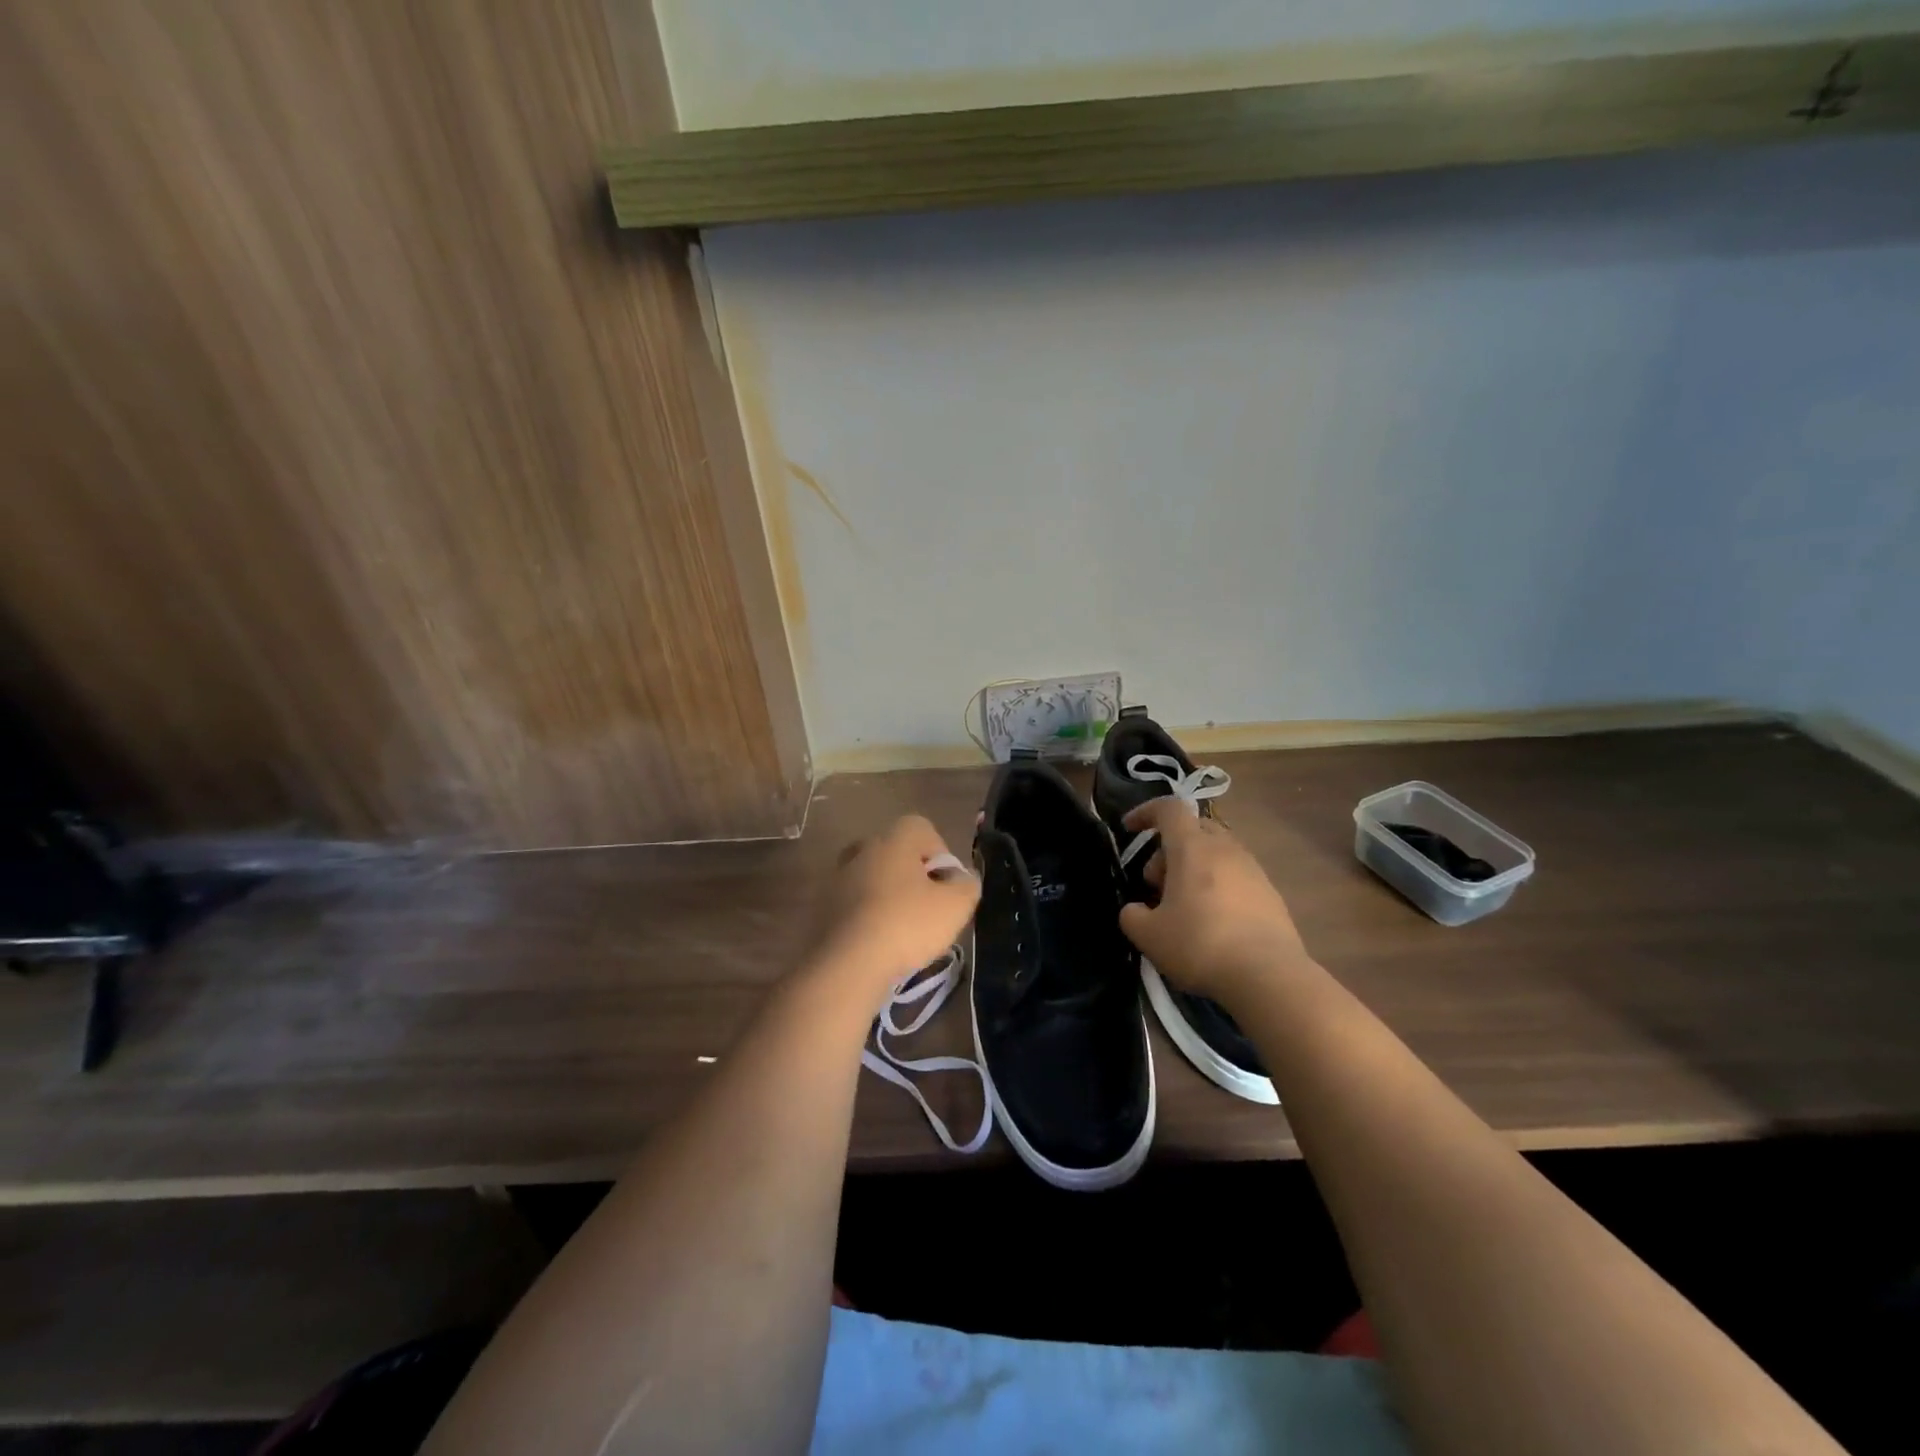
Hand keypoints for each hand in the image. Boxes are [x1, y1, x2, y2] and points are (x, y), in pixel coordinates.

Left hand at [806, 815, 979, 1000]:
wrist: (848, 962)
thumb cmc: (907, 924)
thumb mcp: (955, 906)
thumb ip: (967, 885)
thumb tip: (963, 877)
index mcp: (894, 839)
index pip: (923, 829)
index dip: (940, 854)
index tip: (945, 885)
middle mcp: (863, 848)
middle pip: (896, 852)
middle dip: (913, 874)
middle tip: (926, 906)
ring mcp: (838, 876)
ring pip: (872, 877)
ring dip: (887, 894)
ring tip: (901, 928)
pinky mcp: (823, 905)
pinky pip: (853, 901)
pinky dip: (867, 914)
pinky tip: (877, 940)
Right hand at [1118, 799, 1310, 1004]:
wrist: (1269, 977)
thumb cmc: (1200, 945)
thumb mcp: (1148, 935)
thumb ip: (1132, 915)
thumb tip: (1135, 910)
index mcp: (1193, 847)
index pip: (1169, 809)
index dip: (1145, 812)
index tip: (1128, 829)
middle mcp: (1226, 849)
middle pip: (1194, 829)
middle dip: (1169, 848)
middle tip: (1156, 883)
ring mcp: (1254, 870)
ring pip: (1217, 853)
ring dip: (1194, 868)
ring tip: (1184, 906)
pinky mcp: (1271, 895)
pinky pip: (1236, 876)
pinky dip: (1217, 886)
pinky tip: (1213, 922)